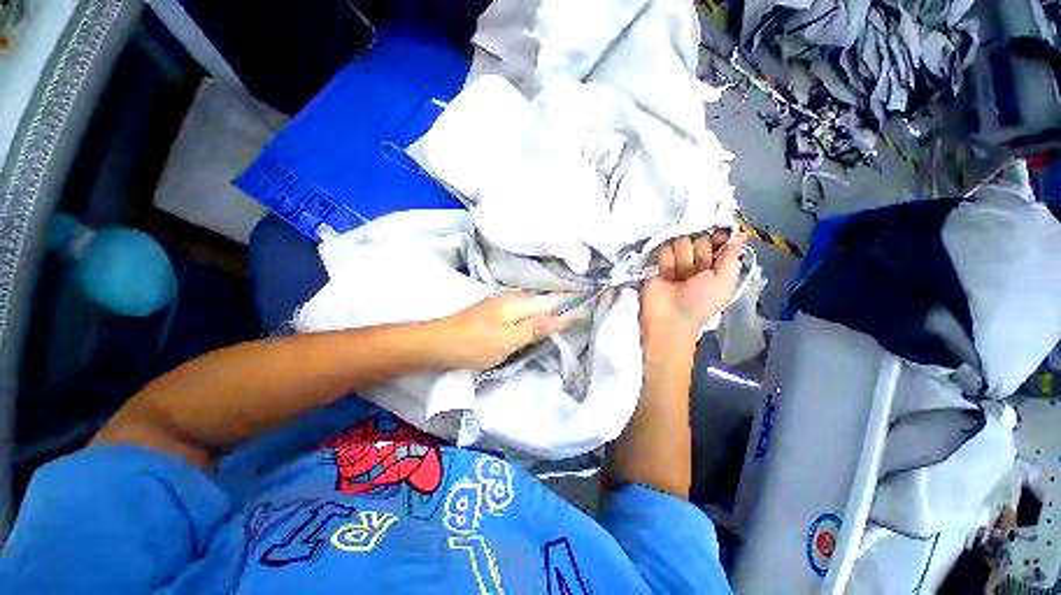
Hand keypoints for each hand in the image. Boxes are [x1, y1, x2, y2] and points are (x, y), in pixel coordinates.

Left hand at [432, 293, 570, 370]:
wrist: (437, 342)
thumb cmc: (474, 344)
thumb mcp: (507, 340)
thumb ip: (535, 328)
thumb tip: (564, 318)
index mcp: (517, 303)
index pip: (551, 302)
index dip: (570, 305)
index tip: (589, 308)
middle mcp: (511, 298)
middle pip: (543, 299)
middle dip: (562, 303)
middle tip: (581, 311)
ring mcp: (501, 303)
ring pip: (532, 303)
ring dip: (548, 308)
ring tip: (565, 314)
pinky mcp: (494, 312)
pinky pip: (522, 309)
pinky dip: (534, 313)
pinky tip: (536, 319)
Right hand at [641, 230, 746, 345]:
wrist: (670, 317)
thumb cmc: (700, 302)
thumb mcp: (724, 281)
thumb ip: (731, 256)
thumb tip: (743, 233)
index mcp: (715, 263)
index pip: (717, 237)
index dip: (718, 237)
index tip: (719, 240)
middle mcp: (695, 259)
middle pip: (699, 237)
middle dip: (699, 254)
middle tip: (696, 273)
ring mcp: (676, 259)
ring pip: (680, 241)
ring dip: (681, 261)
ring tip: (678, 278)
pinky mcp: (658, 262)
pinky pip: (663, 249)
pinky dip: (666, 262)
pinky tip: (666, 276)